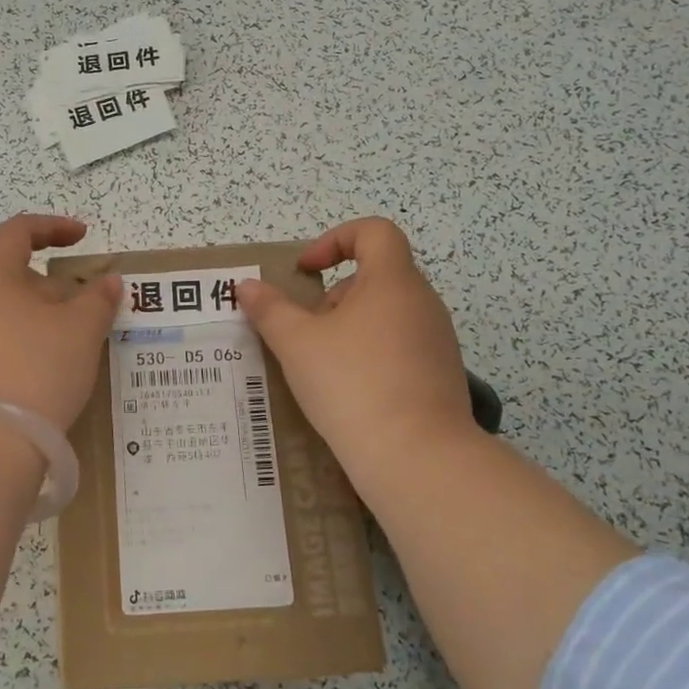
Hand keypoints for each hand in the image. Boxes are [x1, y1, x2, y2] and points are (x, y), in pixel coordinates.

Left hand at [0, 214, 120, 432]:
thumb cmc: (36, 370)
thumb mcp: (81, 331)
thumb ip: (99, 299)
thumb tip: (108, 281)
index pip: (16, 232)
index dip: (51, 227)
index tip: (82, 237)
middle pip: (11, 276)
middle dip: (53, 285)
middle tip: (87, 306)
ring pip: (5, 312)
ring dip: (40, 317)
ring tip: (73, 342)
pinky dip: (24, 343)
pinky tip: (47, 370)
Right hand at [238, 218, 479, 494]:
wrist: (417, 457)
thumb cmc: (352, 383)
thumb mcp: (297, 343)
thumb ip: (269, 309)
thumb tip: (246, 285)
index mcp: (393, 281)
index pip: (374, 231)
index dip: (335, 239)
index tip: (305, 271)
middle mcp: (423, 303)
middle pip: (377, 275)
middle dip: (334, 294)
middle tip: (307, 329)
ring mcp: (438, 341)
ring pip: (388, 314)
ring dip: (351, 327)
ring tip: (323, 365)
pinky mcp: (441, 376)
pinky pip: (401, 348)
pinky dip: (372, 355)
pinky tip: (350, 392)